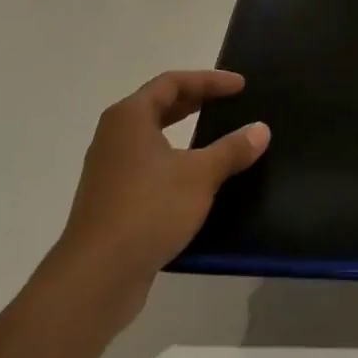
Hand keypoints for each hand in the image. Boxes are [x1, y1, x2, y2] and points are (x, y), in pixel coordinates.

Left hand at [47, 70, 268, 324]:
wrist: (96, 276)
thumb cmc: (148, 210)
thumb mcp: (200, 176)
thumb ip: (232, 149)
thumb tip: (260, 129)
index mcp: (130, 118)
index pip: (172, 83)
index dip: (209, 80)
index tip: (240, 86)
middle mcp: (114, 137)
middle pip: (158, 105)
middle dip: (195, 101)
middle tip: (229, 103)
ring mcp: (109, 170)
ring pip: (152, 138)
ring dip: (184, 133)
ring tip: (216, 137)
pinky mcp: (112, 201)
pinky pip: (148, 167)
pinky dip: (174, 161)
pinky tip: (196, 180)